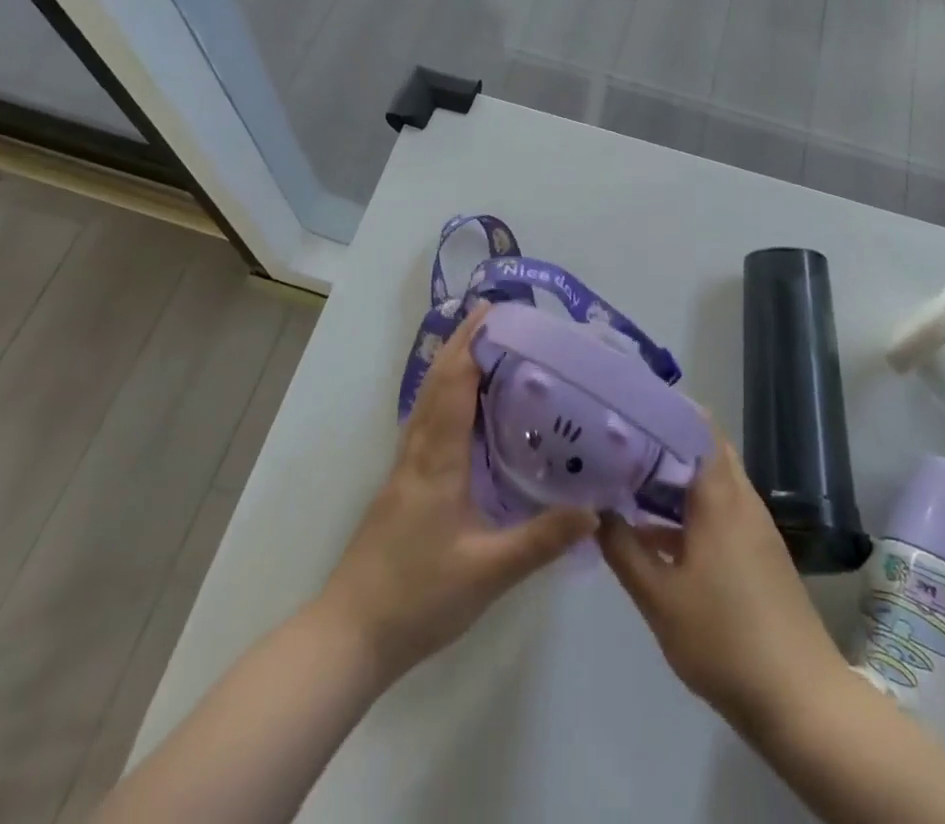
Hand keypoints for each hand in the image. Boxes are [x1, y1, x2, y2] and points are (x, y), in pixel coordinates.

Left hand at [315, 301, 596, 684]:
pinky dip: (445, 396)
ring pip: (427, 400)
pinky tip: (463, 410)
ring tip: (485, 349)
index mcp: (438, 460)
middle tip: (494, 316)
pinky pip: (426, 422)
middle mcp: (418, 451)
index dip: (472, 344)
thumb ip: (541, 540)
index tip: (494, 312)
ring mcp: (405, 467)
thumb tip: (594, 509)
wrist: (350, 634)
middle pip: (437, 382)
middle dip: (462, 343)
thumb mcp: (488, 572)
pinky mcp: (402, 484)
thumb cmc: (418, 598)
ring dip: (451, 366)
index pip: (455, 385)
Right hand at [598, 433, 843, 733]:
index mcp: (719, 496)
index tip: (625, 408)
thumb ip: (623, 549)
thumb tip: (595, 509)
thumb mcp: (660, 599)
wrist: (801, 701)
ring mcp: (753, 526)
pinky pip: (718, 509)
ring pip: (709, 481)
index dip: (663, 409)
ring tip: (625, 477)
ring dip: (672, 477)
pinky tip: (652, 531)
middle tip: (617, 441)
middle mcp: (740, 498)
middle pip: (702, 449)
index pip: (696, 425)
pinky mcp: (758, 552)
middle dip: (661, 441)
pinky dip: (687, 508)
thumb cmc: (725, 641)